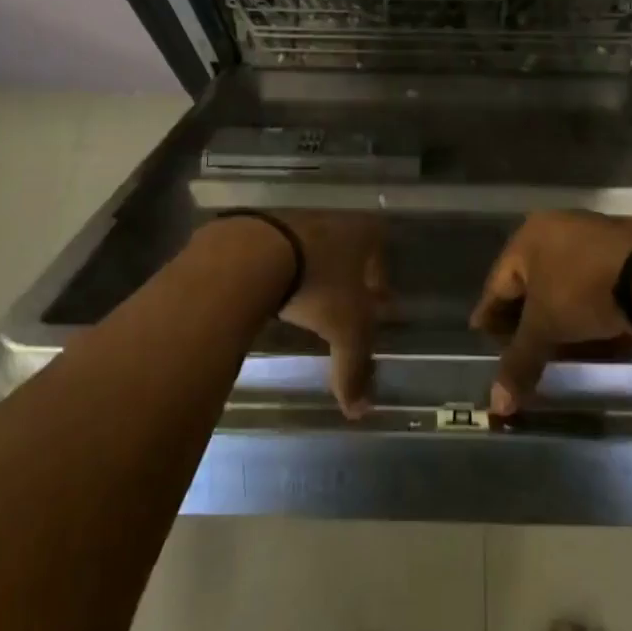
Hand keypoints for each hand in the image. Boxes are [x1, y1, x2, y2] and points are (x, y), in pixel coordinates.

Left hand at [272, 212, 389, 420]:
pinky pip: (279, 250)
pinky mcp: (261, 225)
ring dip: (313, 272)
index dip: (379, 283)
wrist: (252, 254)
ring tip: (304, 302)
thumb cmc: (317, 286)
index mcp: (362, 233)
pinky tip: (272, 291)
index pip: (380, 255)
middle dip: (347, 278)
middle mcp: (333, 219)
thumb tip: (359, 411)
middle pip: (347, 250)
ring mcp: (295, 218)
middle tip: (341, 307)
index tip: (375, 306)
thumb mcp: (345, 330)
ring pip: (313, 249)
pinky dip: (280, 269)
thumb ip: (354, 369)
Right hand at [469, 211, 631, 415]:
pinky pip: (590, 283)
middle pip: (530, 280)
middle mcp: (556, 227)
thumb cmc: (582, 291)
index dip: (489, 313)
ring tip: (553, 345)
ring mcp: (591, 235)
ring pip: (562, 282)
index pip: (498, 282)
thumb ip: (519, 362)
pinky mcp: (622, 249)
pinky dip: (583, 308)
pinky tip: (588, 332)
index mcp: (528, 236)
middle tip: (516, 345)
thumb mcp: (546, 328)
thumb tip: (495, 406)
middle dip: (523, 315)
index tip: (482, 334)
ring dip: (555, 313)